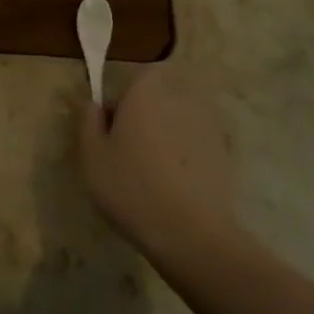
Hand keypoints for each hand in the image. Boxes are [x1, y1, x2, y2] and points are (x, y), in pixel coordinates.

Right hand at [77, 61, 238, 256]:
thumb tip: (92, 103)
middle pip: (156, 101)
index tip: (110, 131)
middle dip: (142, 120)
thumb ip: (87, 120)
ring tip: (151, 176)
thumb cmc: (131, 187)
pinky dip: (185, 160)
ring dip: (164, 140)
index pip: (132, 79)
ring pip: (176, 125)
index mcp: (145, 92)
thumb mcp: (91, 155)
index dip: (120, 102)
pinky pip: (196, 148)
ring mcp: (208, 127)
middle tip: (126, 155)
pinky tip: (174, 190)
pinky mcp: (226, 156)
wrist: (192, 235)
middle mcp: (180, 100)